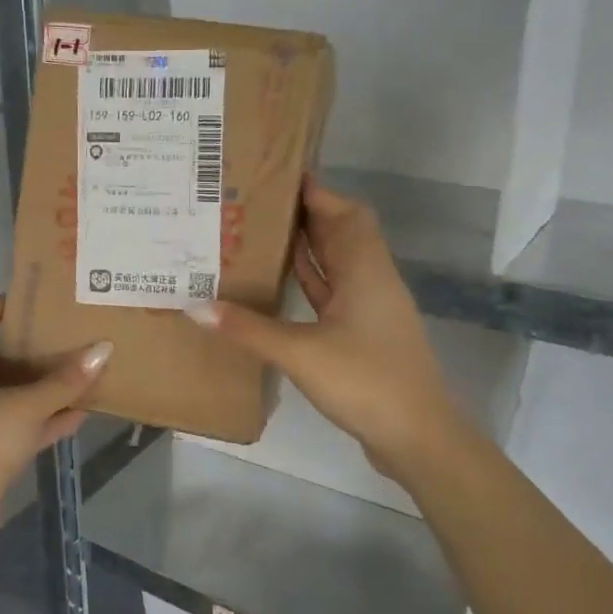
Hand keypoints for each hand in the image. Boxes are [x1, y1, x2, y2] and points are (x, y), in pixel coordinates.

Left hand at [0, 297, 111, 551]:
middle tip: (73, 336)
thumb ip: (65, 381)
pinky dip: (46, 417)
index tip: (38, 305)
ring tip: (85, 373)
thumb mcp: (25, 407)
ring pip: (13, 392)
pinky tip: (81, 413)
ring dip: (46, 386)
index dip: (0, 304)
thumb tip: (104, 348)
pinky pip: (21, 423)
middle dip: (36, 348)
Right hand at [186, 177, 467, 478]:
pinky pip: (332, 294)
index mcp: (366, 270)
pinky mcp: (362, 335)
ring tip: (260, 233)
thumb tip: (196, 306)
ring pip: (337, 264)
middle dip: (305, 215)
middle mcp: (371, 281)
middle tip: (256, 204)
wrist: (417, 436)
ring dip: (307, 248)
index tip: (276, 176)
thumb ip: (248, 329)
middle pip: (341, 233)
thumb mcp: (301, 353)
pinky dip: (310, 282)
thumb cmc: (365, 382)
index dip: (316, 192)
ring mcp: (369, 309)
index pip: (344, 213)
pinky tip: (280, 282)